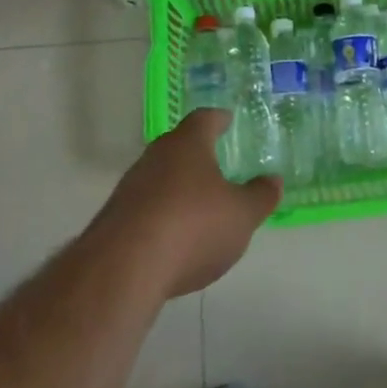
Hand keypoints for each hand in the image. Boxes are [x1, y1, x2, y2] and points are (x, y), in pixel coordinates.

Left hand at [89, 110, 280, 298]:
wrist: (123, 268)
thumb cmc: (193, 227)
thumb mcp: (241, 215)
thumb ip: (260, 196)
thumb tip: (273, 180)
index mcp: (187, 144)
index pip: (204, 119)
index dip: (218, 119)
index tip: (227, 120)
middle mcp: (155, 157)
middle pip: (178, 146)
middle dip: (196, 154)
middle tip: (216, 162)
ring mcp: (130, 188)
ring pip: (159, 177)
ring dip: (177, 187)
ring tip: (197, 204)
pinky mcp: (114, 220)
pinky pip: (145, 208)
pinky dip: (161, 216)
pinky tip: (173, 238)